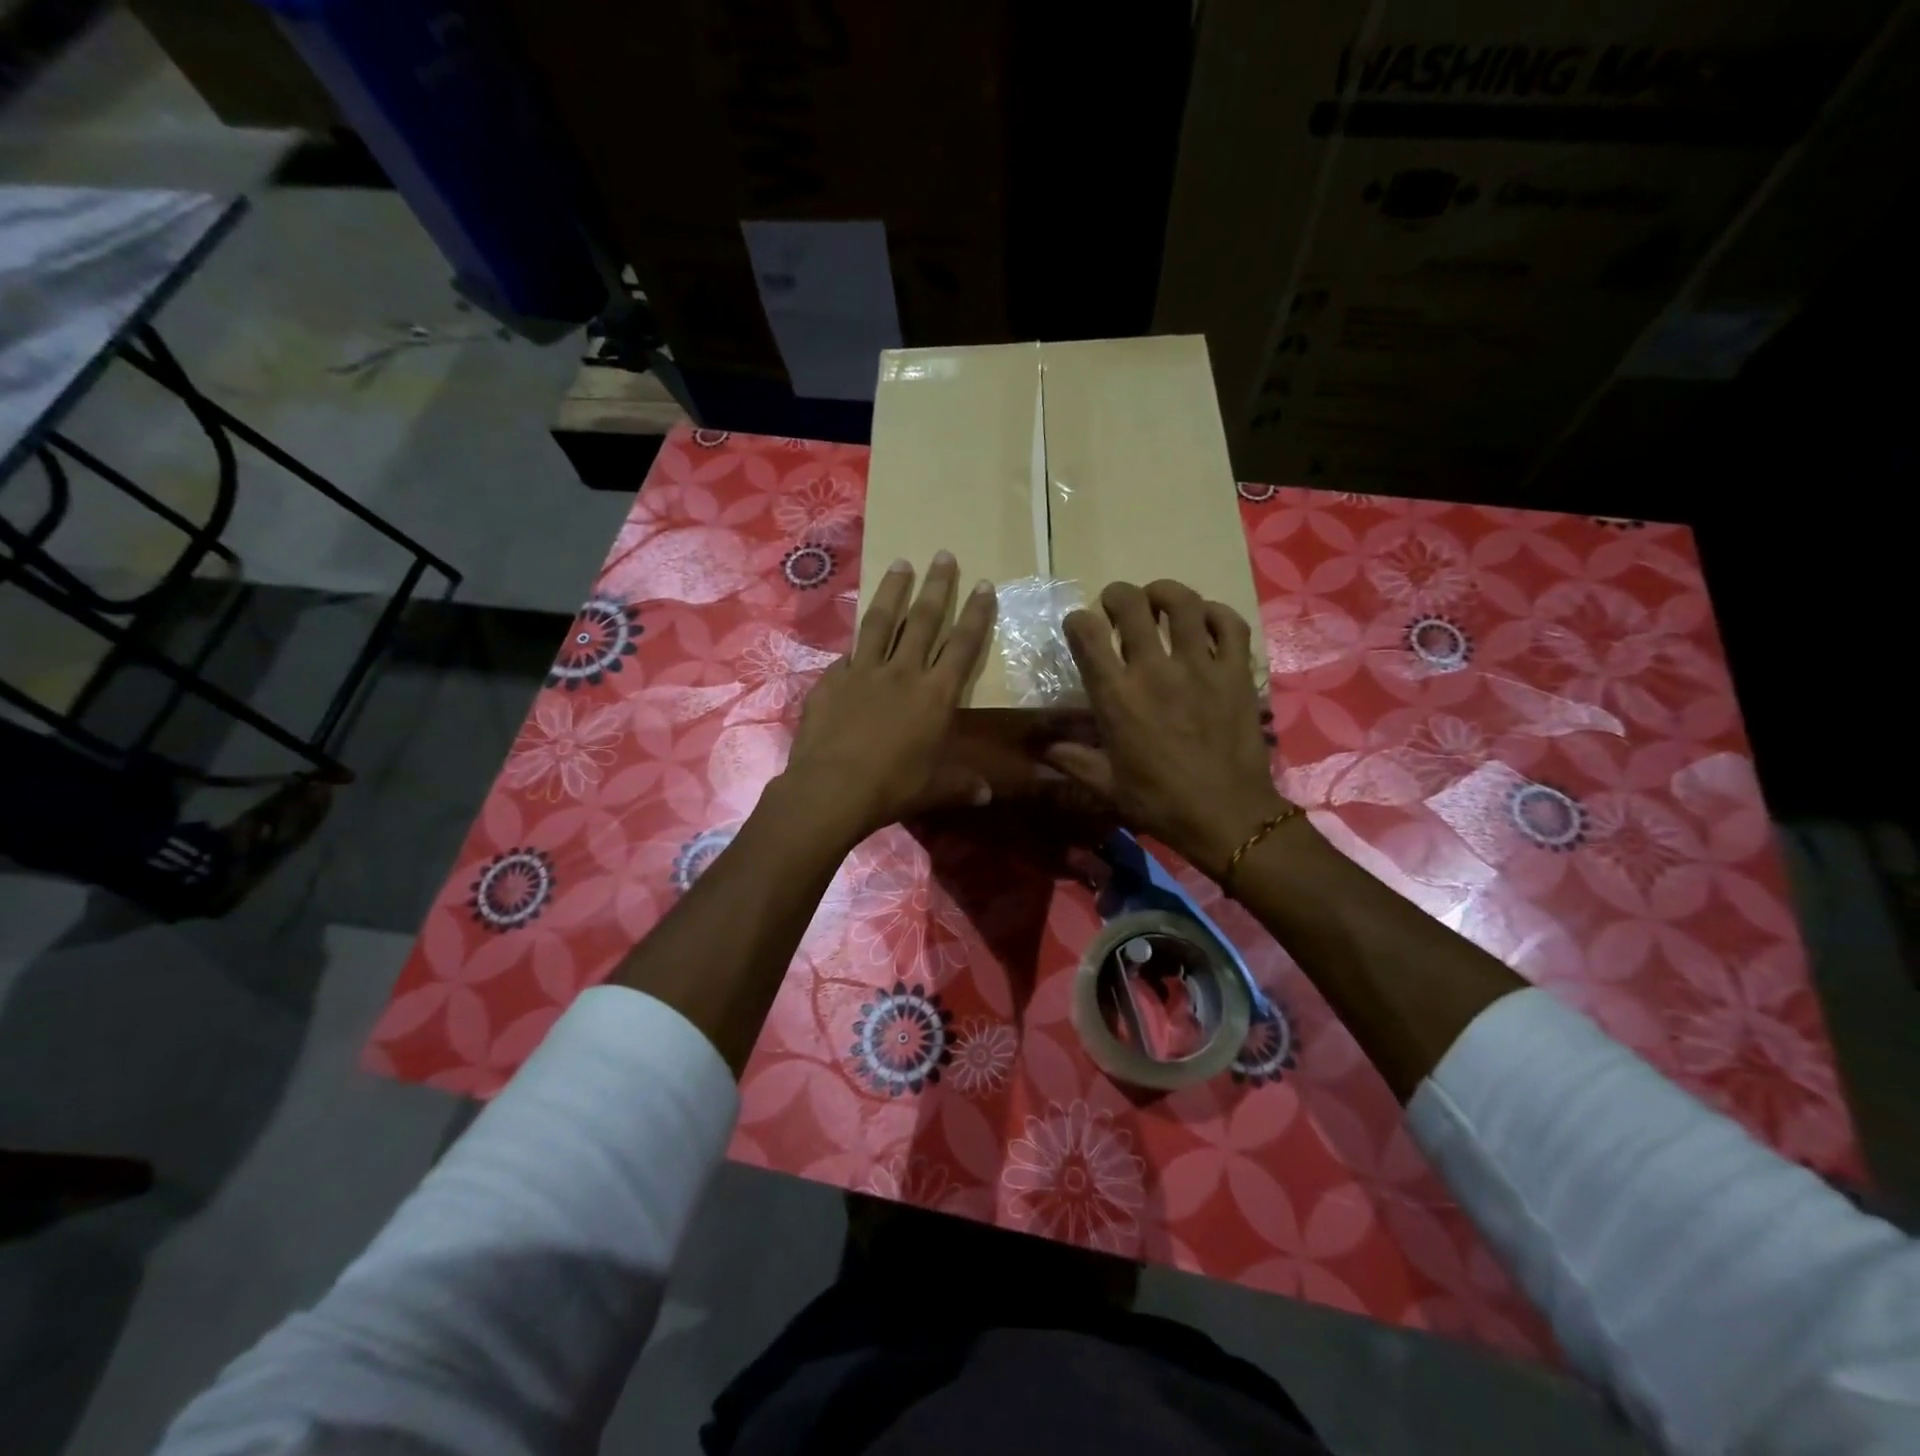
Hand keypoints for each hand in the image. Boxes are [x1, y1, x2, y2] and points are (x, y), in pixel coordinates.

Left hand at [783, 551, 996, 842]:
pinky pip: (847, 657)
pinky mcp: (831, 680)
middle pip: (923, 619)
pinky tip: (854, 643)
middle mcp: (903, 672)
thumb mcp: (933, 788)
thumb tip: (986, 796)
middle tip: (942, 554)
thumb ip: (960, 784)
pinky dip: (854, 647)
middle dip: (937, 585)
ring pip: (881, 621)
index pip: (963, 645)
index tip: (984, 584)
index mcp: (935, 694)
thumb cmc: (893, 787)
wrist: (832, 788)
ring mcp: (863, 671)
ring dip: (893, 591)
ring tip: (901, 564)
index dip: (976, 614)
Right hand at [1045, 580, 1288, 879]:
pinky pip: (1229, 624)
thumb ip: (1073, 760)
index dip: (1077, 621)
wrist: (1226, 816)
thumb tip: (1043, 749)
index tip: (1079, 627)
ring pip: (1183, 603)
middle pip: (1131, 605)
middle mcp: (1154, 670)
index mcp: (1116, 696)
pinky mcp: (1236, 672)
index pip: (1086, 634)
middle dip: (1117, 596)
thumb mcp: (1107, 786)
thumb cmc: (1159, 802)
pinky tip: (1205, 619)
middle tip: (1117, 604)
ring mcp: (1200, 666)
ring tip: (1158, 599)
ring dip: (1164, 592)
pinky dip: (1215, 613)